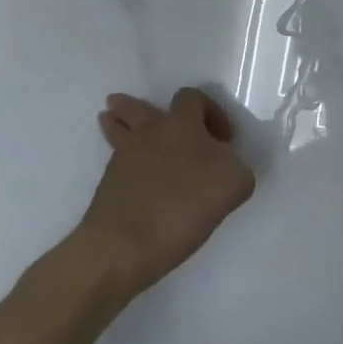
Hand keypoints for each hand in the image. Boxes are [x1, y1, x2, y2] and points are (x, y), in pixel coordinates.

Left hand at [75, 88, 256, 292]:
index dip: (211, 112)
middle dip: (144, 108)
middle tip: (154, 116)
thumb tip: (222, 164)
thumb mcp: (235, 183)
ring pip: (119, 130)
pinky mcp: (107, 186)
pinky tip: (132, 170)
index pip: (193, 97)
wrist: (125, 246)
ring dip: (120, 123)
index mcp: (181, 124)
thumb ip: (234, 165)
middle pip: (139, 108)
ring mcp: (123, 158)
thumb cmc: (185, 206)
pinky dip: (122, 159)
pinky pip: (116, 161)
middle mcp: (149, 133)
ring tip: (115, 120)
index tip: (223, 140)